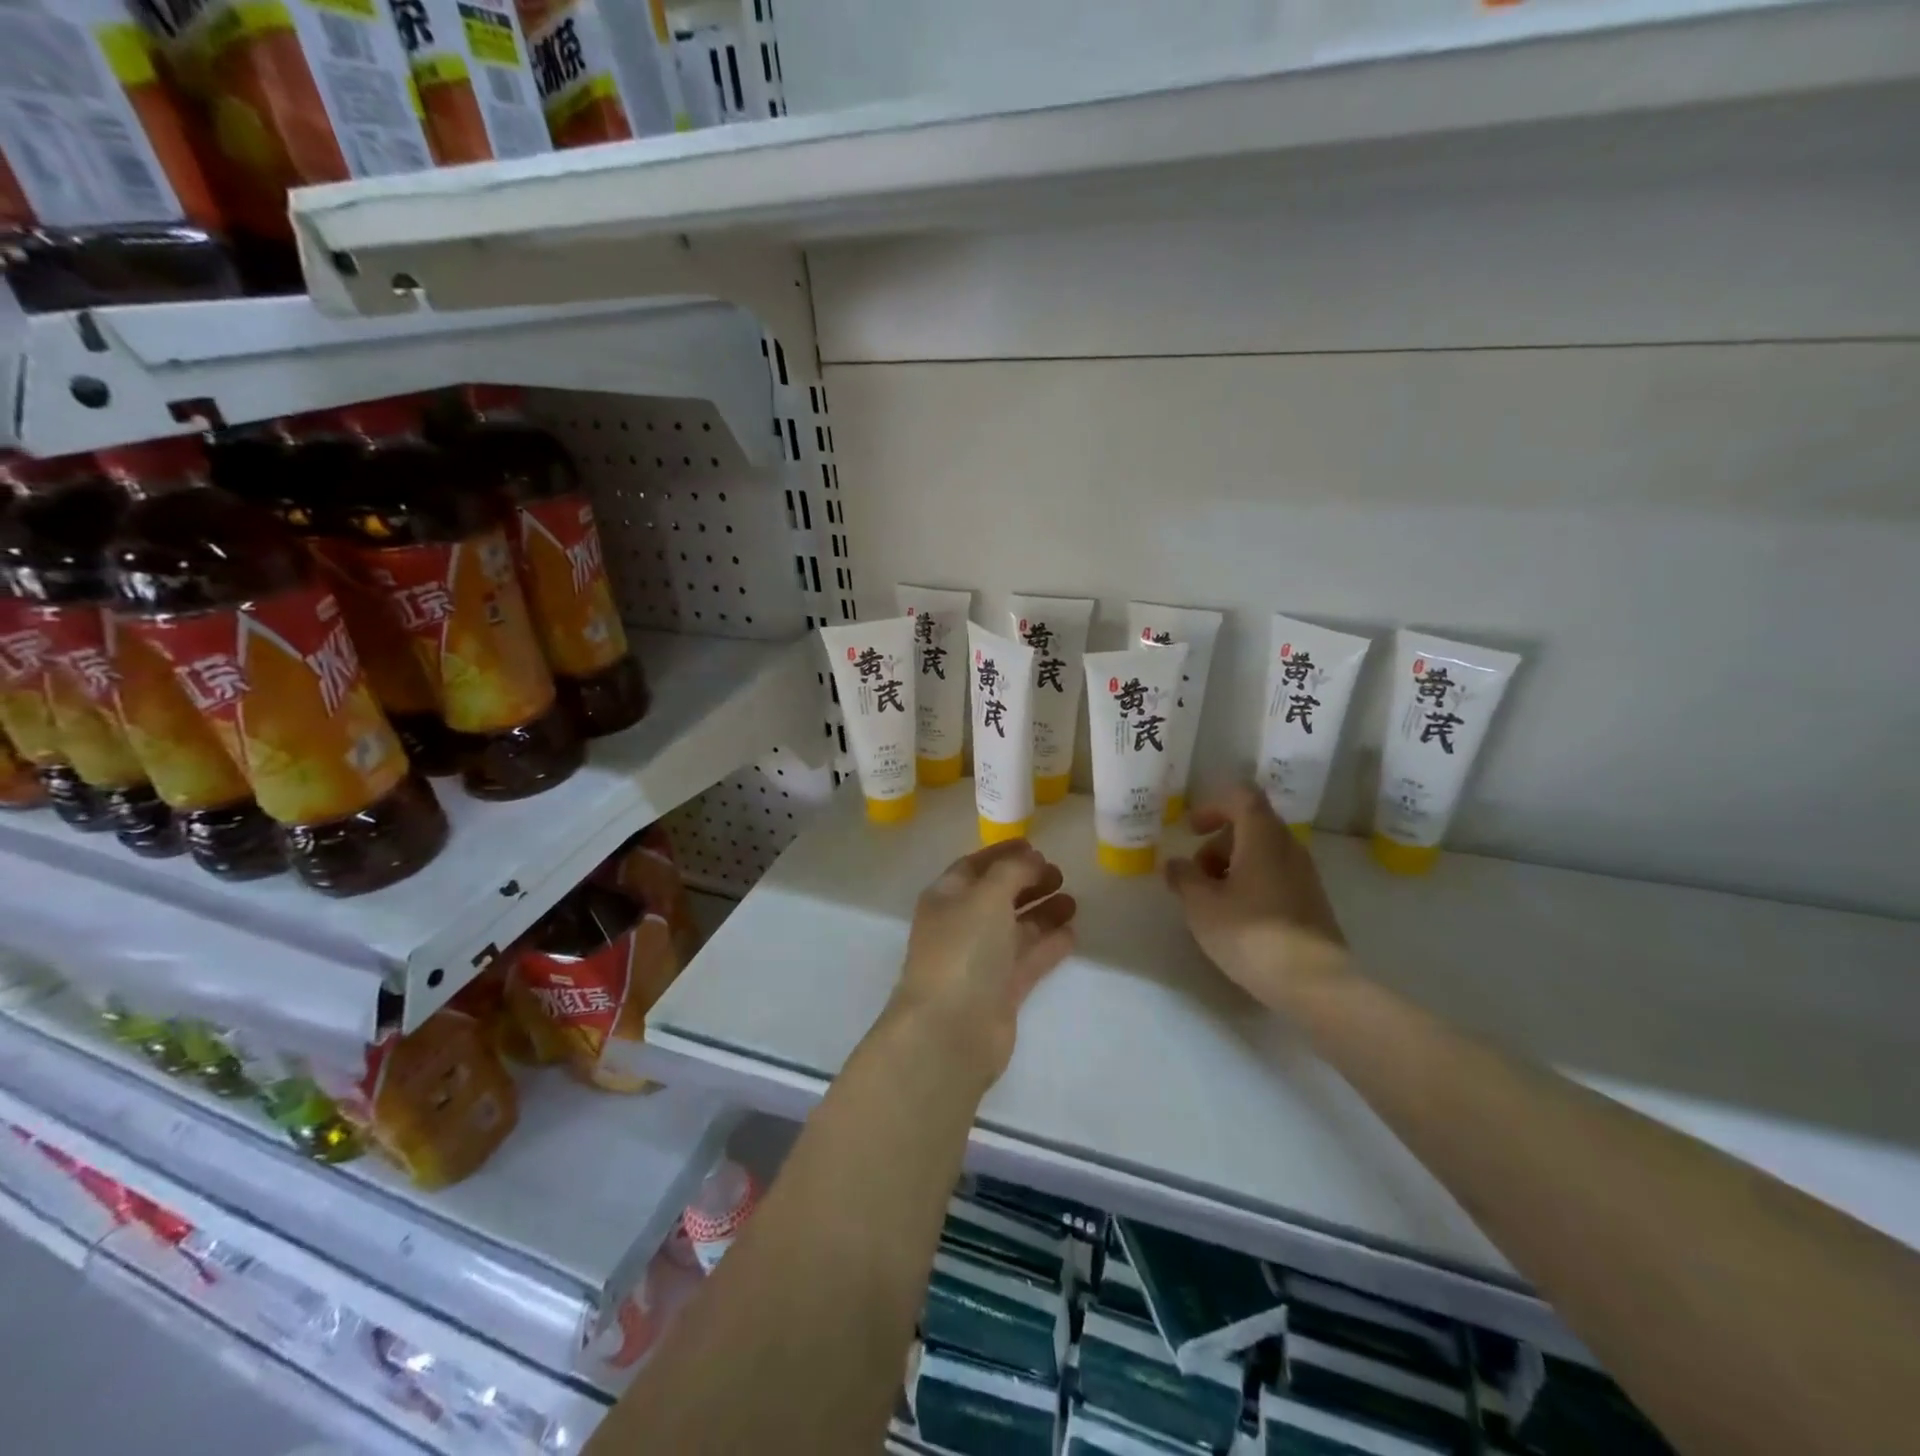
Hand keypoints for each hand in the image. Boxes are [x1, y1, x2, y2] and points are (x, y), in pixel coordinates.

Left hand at [885, 840, 1077, 1085]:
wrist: (951, 1030)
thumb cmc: (963, 950)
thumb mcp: (987, 895)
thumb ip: (1012, 871)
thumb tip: (1031, 859)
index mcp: (946, 898)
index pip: (974, 866)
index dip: (1003, 853)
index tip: (1036, 845)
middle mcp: (961, 926)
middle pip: (997, 897)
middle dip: (1027, 882)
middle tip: (1060, 873)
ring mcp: (981, 961)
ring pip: (1016, 928)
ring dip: (1043, 912)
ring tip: (1073, 900)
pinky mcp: (1001, 991)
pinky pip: (1028, 959)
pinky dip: (1048, 945)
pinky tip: (1072, 933)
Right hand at [1165, 785, 1349, 1007]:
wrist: (1313, 982)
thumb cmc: (1250, 933)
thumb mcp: (1201, 904)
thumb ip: (1183, 877)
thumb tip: (1175, 864)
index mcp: (1263, 836)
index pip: (1241, 796)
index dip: (1212, 806)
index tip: (1191, 830)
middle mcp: (1289, 847)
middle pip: (1250, 826)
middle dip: (1218, 844)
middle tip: (1196, 875)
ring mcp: (1305, 875)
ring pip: (1263, 853)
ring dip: (1233, 867)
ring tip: (1212, 902)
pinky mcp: (1311, 902)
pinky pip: (1275, 876)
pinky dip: (1251, 884)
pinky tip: (1237, 918)